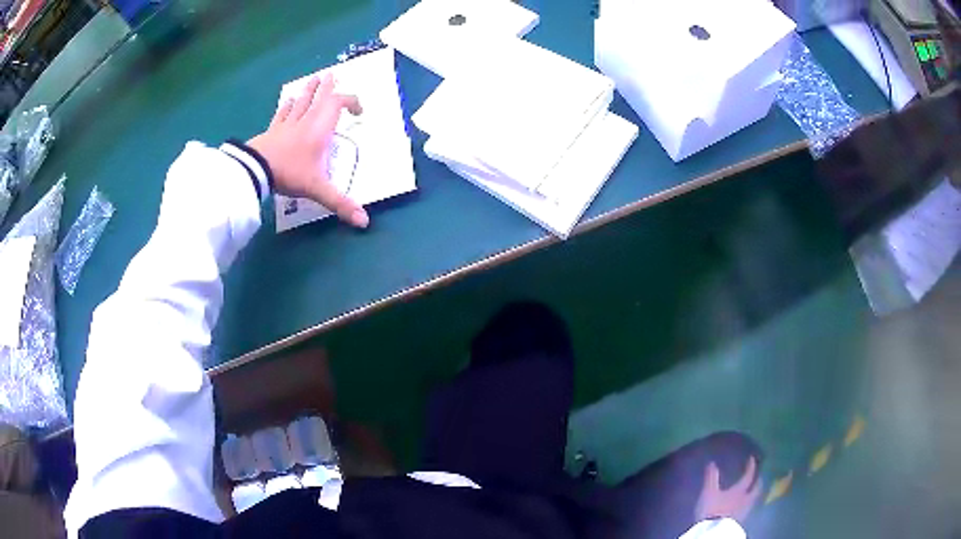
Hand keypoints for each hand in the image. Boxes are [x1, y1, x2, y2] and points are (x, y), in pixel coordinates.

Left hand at [248, 74, 367, 227]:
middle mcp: (306, 121)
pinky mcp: (273, 129)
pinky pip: (283, 113)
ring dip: (309, 90)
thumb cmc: (290, 173)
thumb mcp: (317, 189)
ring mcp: (288, 124)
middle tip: (332, 75)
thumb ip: (340, 203)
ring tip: (314, 79)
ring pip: (302, 101)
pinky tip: (289, 101)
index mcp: (320, 129)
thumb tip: (365, 222)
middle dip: (327, 87)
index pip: (338, 104)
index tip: (358, 112)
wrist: (256, 169)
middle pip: (319, 97)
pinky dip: (288, 106)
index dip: (351, 102)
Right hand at [694, 457, 762, 523]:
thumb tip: (712, 462)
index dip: (751, 467)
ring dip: (754, 493)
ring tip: (752, 490)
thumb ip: (711, 478)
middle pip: (756, 488)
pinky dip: (748, 503)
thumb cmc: (713, 509)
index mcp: (740, 490)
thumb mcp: (709, 492)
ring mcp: (744, 510)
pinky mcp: (740, 520)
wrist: (714, 531)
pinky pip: (748, 508)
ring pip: (754, 499)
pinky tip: (743, 505)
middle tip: (758, 476)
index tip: (752, 459)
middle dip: (758, 481)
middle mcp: (746, 498)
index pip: (749, 476)